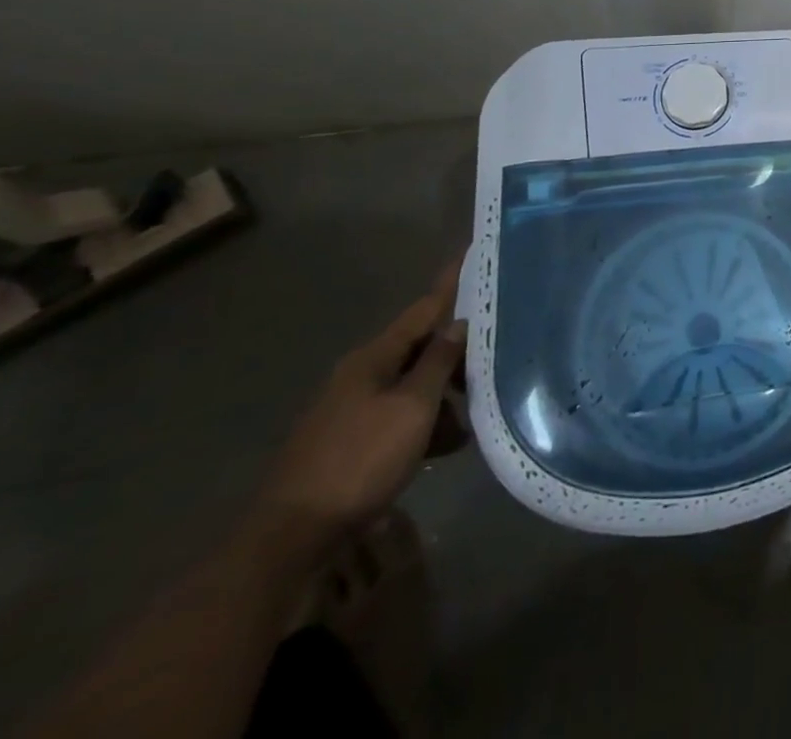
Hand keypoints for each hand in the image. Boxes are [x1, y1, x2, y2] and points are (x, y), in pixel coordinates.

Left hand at [255, 263, 466, 546]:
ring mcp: (353, 409)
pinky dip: (427, 422)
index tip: (473, 253)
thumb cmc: (359, 461)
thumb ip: (439, 362)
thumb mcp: (412, 408)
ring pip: (413, 385)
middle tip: (499, 346)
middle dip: (459, 349)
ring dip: (445, 394)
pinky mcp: (351, 441)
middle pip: (420, 347)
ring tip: (480, 409)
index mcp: (374, 357)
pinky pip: (400, 416)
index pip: (423, 308)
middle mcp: (361, 374)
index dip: (451, 283)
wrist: (290, 538)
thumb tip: (459, 323)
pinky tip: (451, 443)